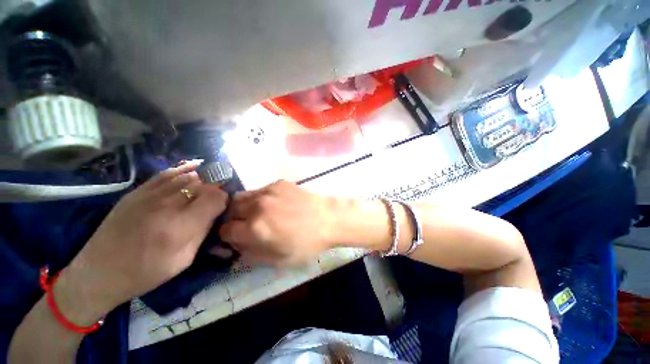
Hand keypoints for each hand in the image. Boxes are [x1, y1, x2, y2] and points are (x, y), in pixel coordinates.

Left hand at [55, 161, 227, 323]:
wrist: (99, 272)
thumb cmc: (146, 272)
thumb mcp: (184, 259)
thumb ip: (202, 231)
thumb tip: (214, 211)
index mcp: (180, 226)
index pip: (215, 197)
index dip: (223, 199)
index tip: (222, 206)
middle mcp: (167, 205)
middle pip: (203, 184)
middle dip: (215, 188)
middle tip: (215, 198)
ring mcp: (149, 195)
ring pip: (187, 176)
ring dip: (202, 179)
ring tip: (208, 185)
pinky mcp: (137, 192)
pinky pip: (166, 173)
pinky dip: (184, 169)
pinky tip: (194, 168)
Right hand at [220, 180, 337, 265]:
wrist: (329, 219)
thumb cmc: (307, 243)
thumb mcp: (279, 260)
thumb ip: (252, 254)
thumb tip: (237, 247)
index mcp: (254, 228)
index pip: (225, 230)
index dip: (229, 237)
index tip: (238, 238)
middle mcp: (256, 206)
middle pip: (230, 210)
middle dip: (235, 219)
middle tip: (247, 224)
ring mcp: (268, 191)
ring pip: (242, 197)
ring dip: (245, 206)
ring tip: (259, 212)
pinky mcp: (279, 183)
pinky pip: (260, 190)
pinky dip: (261, 198)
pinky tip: (275, 203)